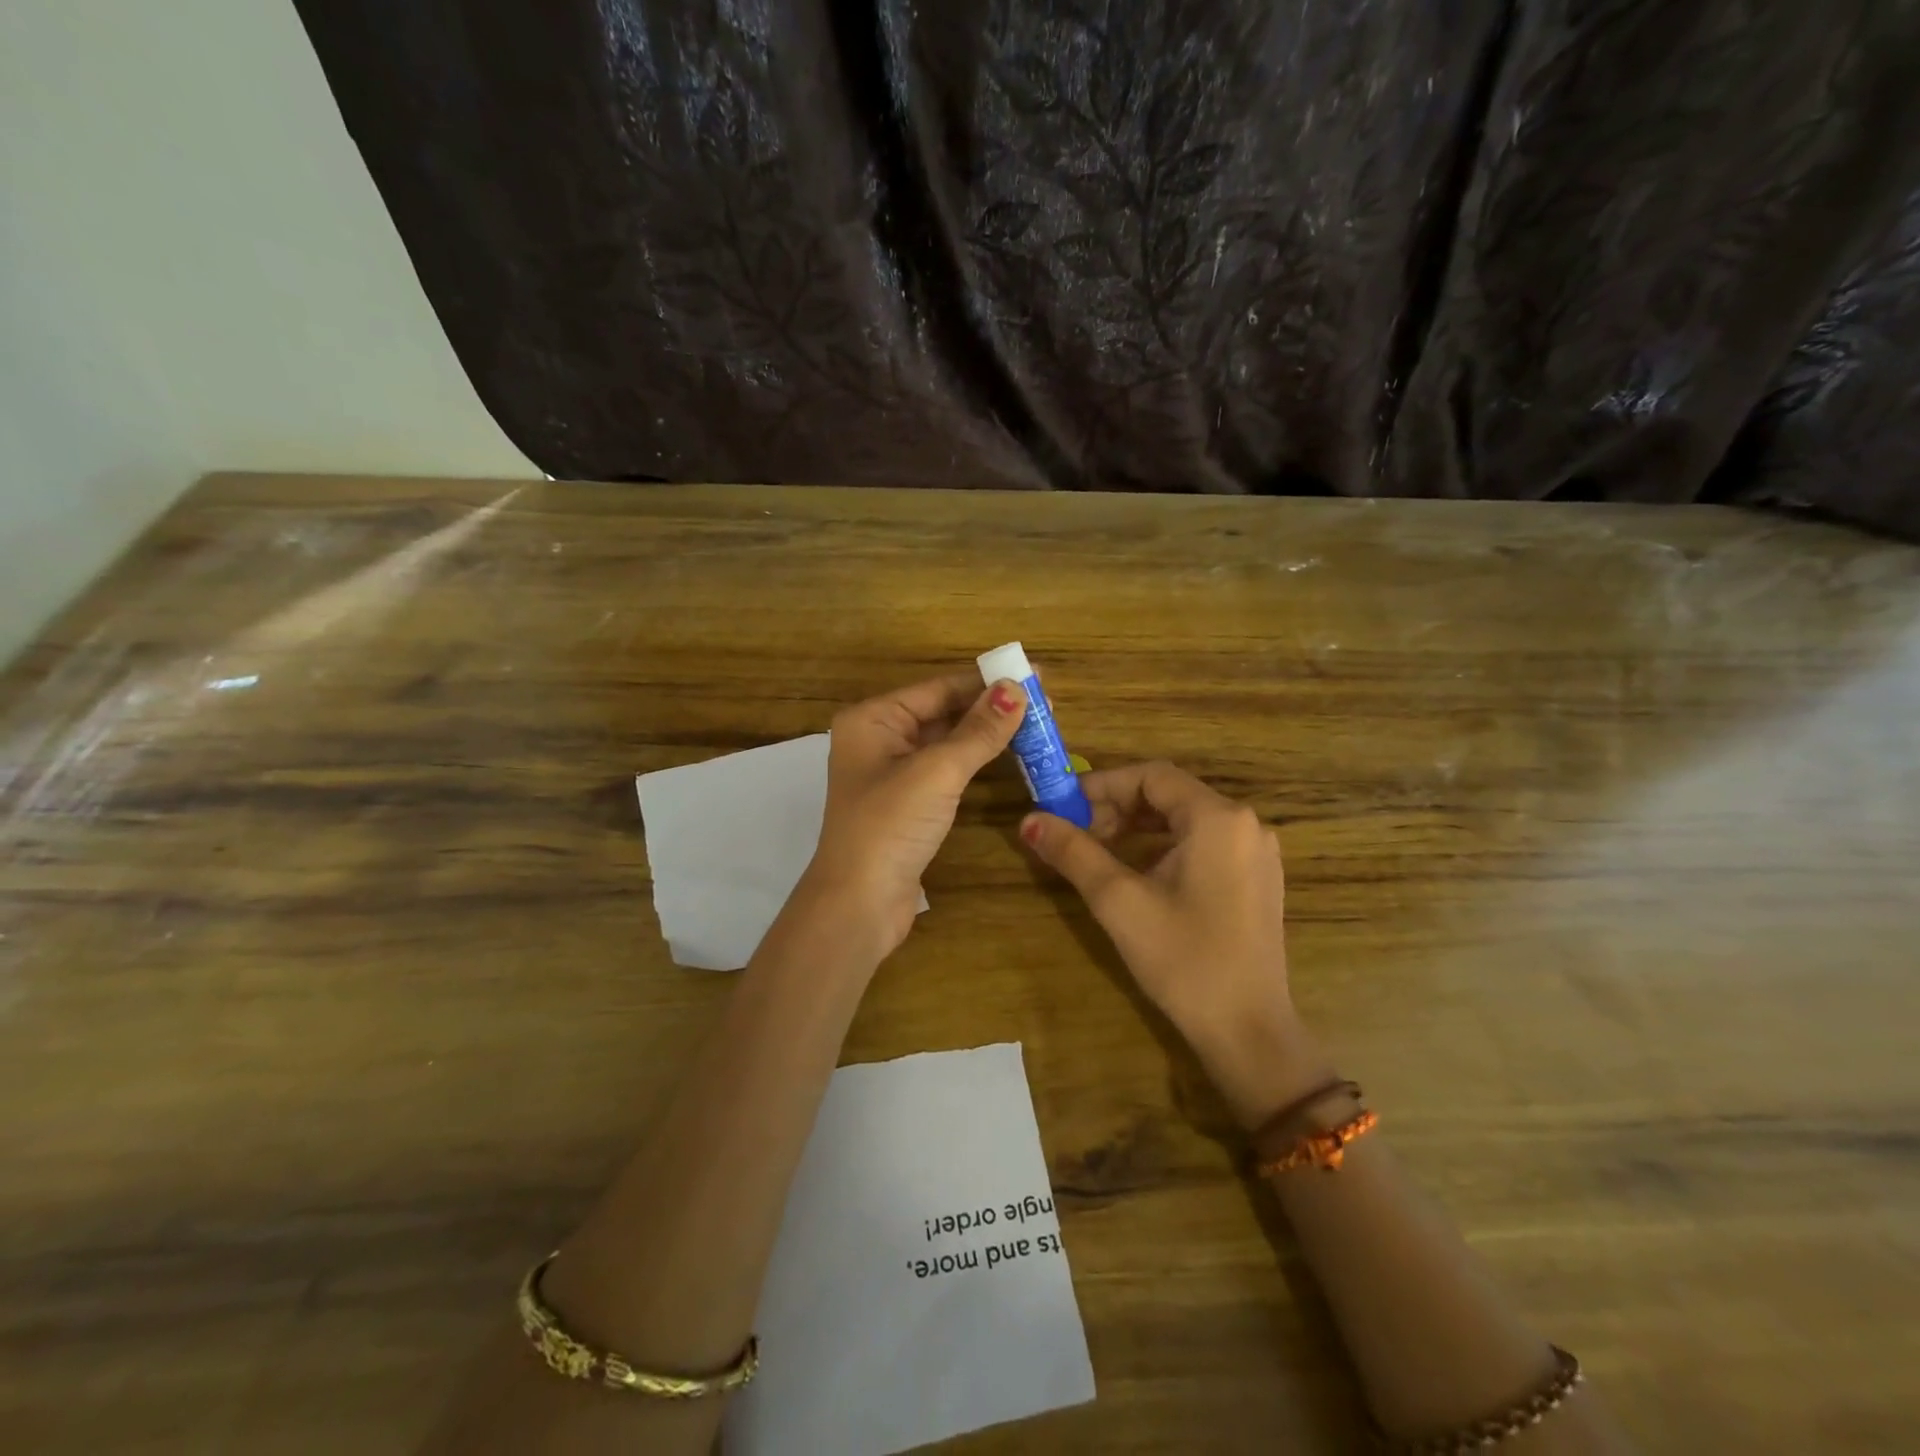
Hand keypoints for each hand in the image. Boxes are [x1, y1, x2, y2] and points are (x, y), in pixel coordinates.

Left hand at [805, 672, 1027, 956]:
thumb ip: (979, 730)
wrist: (859, 904)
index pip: (939, 688)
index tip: (1034, 675)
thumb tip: (1017, 688)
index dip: (987, 682)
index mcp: (873, 719)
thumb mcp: (937, 771)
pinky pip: (947, 769)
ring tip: (1036, 724)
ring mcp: (893, 773)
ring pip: (947, 742)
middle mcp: (879, 738)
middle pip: (943, 712)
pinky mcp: (908, 803)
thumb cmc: (890, 826)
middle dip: (991, 707)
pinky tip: (1007, 755)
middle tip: (1044, 702)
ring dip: (987, 734)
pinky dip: (976, 761)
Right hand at [1020, 761, 1329, 1125]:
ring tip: (1099, 851)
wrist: (1248, 1031)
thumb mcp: (1119, 901)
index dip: (1102, 785)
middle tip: (1077, 833)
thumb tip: (1028, 820)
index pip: (1151, 776)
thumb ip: (1073, 852)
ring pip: (1185, 818)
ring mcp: (1256, 852)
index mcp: (1218, 818)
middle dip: (1117, 807)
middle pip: (1169, 794)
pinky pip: (1204, 841)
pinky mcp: (1257, 877)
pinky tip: (1138, 871)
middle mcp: (1245, 823)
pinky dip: (1164, 845)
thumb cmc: (1183, 960)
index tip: (1064, 807)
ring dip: (1138, 826)